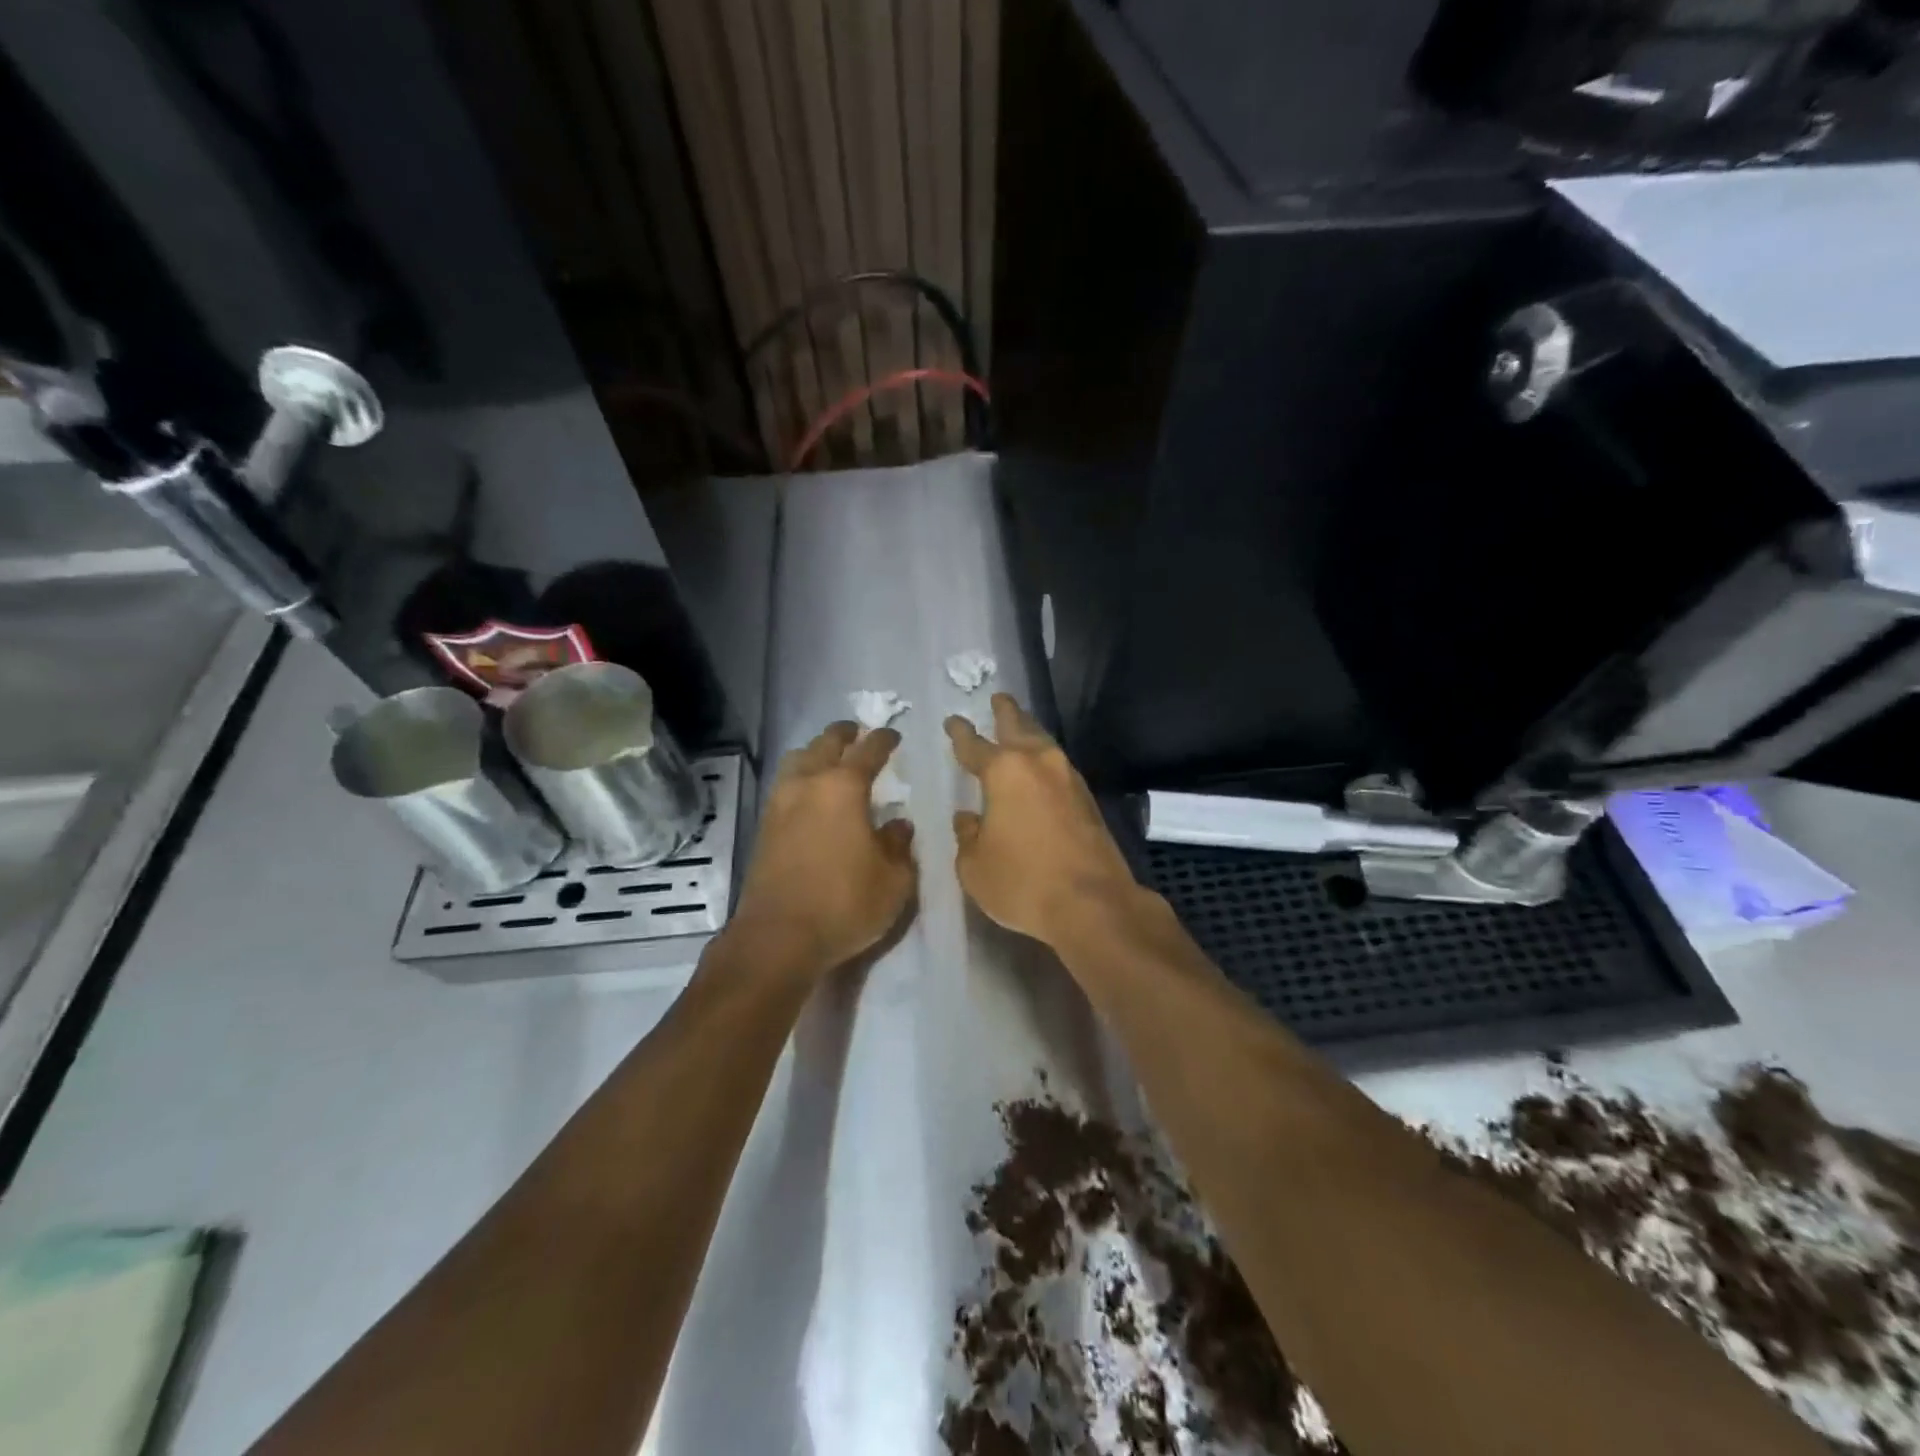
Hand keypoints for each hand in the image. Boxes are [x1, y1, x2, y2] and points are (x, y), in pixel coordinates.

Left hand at [729, 722, 916, 973]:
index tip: (892, 735)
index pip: (868, 750)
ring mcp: (780, 804)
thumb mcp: (893, 880)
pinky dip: (800, 778)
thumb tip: (898, 824)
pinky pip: (784, 785)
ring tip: (829, 760)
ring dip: (815, 752)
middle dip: (844, 735)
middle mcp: (807, 785)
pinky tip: (810, 795)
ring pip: (797, 760)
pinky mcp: (764, 827)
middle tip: (857, 733)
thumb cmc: (845, 904)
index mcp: (843, 788)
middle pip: (825, 744)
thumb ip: (899, 845)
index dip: (883, 739)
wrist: (778, 938)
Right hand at [945, 695, 1145, 945]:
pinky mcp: (1088, 799)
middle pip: (1019, 726)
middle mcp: (1038, 764)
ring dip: (1029, 732)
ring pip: (1044, 743)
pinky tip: (1041, 770)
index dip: (960, 733)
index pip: (974, 745)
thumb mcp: (975, 866)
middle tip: (998, 698)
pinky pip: (1059, 767)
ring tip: (1019, 726)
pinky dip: (1045, 760)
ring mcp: (1068, 778)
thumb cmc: (1023, 882)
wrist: (1093, 904)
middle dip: (1005, 712)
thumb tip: (969, 819)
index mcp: (1004, 771)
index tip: (953, 721)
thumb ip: (967, 836)